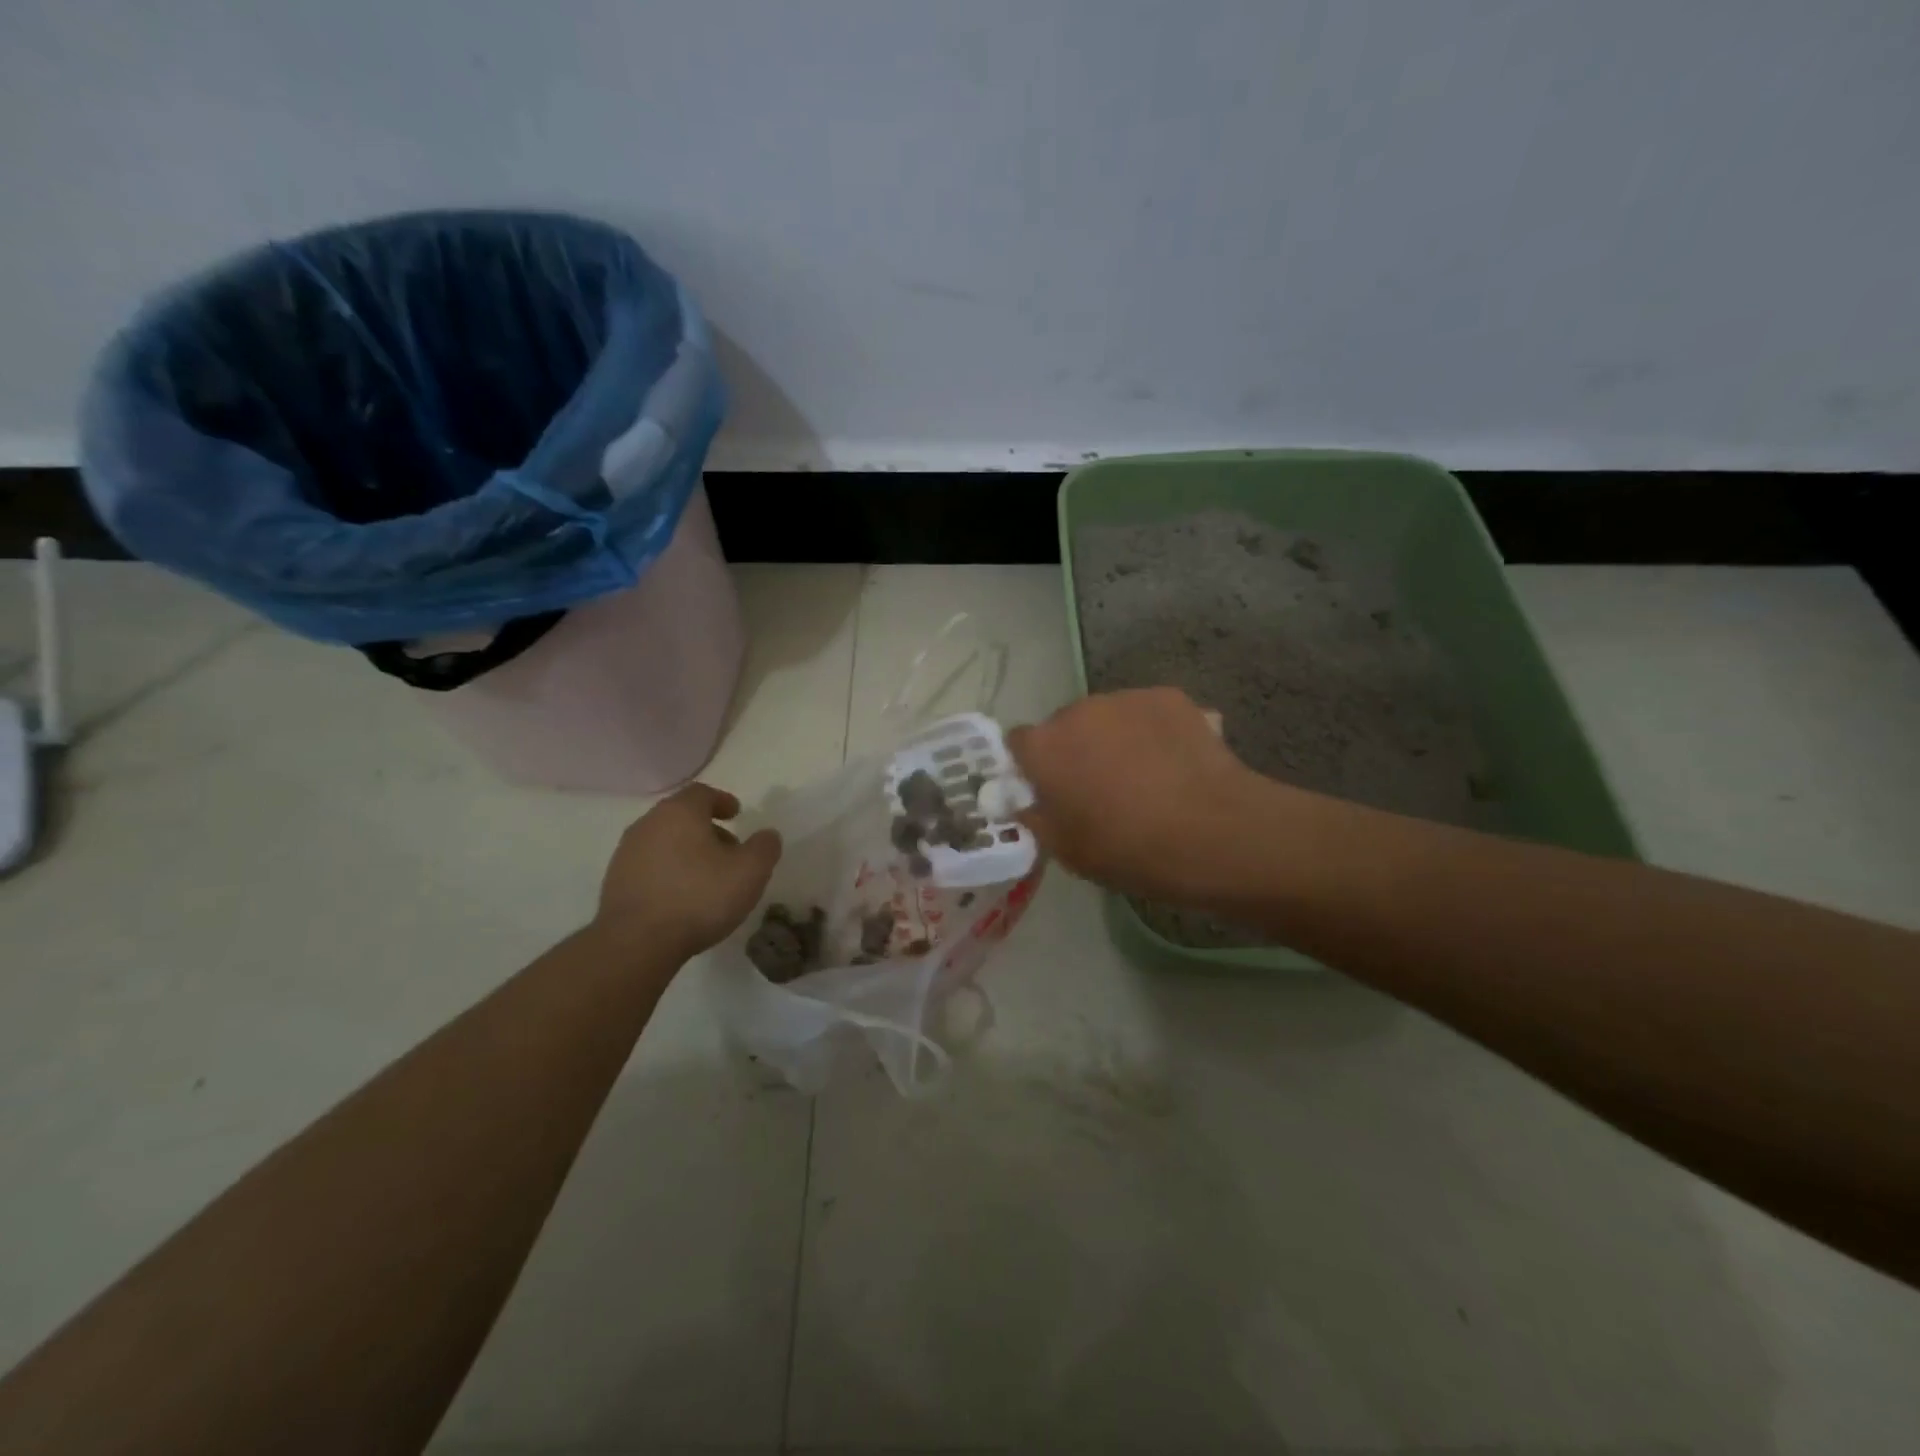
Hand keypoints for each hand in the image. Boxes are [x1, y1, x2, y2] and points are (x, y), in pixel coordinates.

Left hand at [594, 784, 781, 958]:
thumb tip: (767, 835)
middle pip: (681, 816)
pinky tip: (682, 896)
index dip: (722, 801)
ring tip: (707, 877)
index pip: (702, 793)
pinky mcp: (615, 881)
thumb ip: (764, 847)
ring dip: (686, 851)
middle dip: (707, 829)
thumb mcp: (750, 872)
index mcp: (680, 812)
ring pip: (664, 841)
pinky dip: (668, 871)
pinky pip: (649, 865)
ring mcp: (626, 853)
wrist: (636, 942)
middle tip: (728, 850)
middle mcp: (648, 824)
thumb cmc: (699, 897)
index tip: (736, 815)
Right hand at [1007, 688, 1268, 901]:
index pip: (1019, 743)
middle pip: (1065, 726)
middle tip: (1099, 786)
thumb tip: (1028, 804)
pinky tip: (1175, 761)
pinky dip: (1153, 731)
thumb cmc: (1127, 849)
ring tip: (1144, 773)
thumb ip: (1037, 818)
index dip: (1031, 766)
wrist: (1211, 832)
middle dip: (1075, 749)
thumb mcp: (1066, 851)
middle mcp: (1078, 710)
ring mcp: (1126, 698)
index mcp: (1044, 746)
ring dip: (1114, 737)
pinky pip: (1147, 712)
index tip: (1049, 791)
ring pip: (1108, 716)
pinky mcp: (1169, 696)